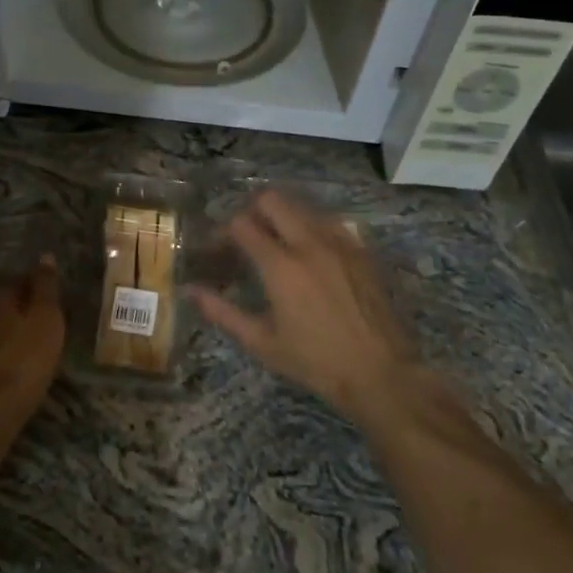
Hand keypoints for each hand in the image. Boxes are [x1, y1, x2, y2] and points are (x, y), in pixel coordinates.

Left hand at [0, 255, 64, 461]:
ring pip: (0, 329)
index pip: (21, 279)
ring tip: (42, 349)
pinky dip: (10, 356)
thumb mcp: (46, 317)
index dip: (41, 290)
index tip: (58, 304)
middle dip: (27, 312)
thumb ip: (45, 286)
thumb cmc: (24, 358)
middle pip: (8, 305)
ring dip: (18, 336)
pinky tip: (24, 369)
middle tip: (53, 327)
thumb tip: (45, 256)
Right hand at [190, 192, 423, 428]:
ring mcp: (339, 241)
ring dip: (283, 216)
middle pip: (272, 199)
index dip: (223, 232)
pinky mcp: (361, 248)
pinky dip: (311, 226)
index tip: (219, 250)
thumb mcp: (263, 343)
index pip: (241, 224)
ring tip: (277, 241)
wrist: (382, 373)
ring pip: (302, 205)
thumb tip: (190, 291)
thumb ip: (223, 312)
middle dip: (252, 211)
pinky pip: (329, 221)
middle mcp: (308, 242)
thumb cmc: (316, 362)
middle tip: (247, 237)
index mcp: (280, 265)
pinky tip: (311, 251)